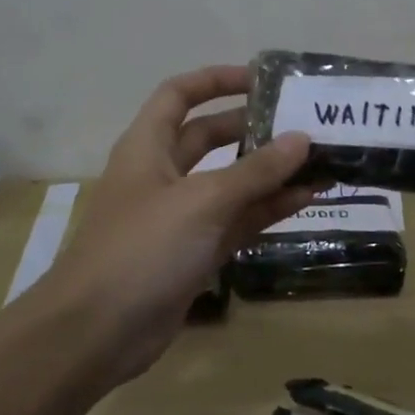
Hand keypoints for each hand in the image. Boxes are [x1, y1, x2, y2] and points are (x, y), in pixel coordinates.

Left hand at [25, 66, 317, 384]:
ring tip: (319, 160)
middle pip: (210, 136)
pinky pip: (236, 221)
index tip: (262, 79)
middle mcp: (163, 174)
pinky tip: (306, 200)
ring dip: (269, 173)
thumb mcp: (202, 202)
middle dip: (253, 128)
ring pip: (229, 182)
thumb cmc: (142, 249)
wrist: (96, 334)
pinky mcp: (194, 253)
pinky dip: (266, 210)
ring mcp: (179, 216)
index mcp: (148, 146)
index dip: (216, 79)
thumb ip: (255, 171)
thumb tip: (302, 139)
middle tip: (303, 123)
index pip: (180, 94)